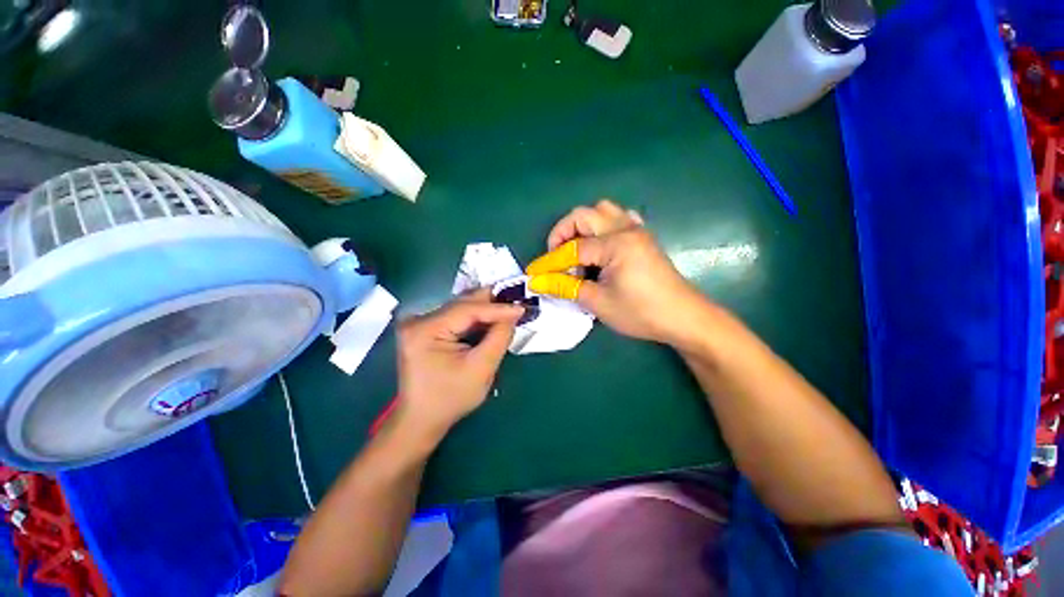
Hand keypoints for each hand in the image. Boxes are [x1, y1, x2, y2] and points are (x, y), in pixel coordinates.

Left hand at [394, 291, 522, 442]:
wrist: (422, 419)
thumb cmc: (451, 399)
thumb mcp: (481, 369)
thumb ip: (499, 338)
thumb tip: (513, 314)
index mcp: (425, 330)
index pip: (468, 310)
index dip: (498, 308)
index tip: (522, 308)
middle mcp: (418, 320)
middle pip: (463, 304)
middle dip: (493, 304)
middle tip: (518, 303)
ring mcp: (419, 323)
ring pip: (461, 308)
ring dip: (486, 310)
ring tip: (509, 311)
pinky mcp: (425, 328)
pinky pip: (457, 316)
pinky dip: (476, 319)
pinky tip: (492, 320)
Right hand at [527, 200, 709, 345]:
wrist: (683, 318)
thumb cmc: (640, 312)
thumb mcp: (598, 302)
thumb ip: (565, 287)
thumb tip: (536, 281)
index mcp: (615, 244)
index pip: (572, 249)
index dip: (549, 263)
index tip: (533, 275)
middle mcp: (625, 229)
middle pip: (584, 215)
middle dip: (562, 234)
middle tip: (556, 259)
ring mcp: (637, 230)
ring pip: (602, 211)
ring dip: (583, 227)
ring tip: (577, 252)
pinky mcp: (643, 238)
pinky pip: (620, 219)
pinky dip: (603, 227)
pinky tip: (601, 247)